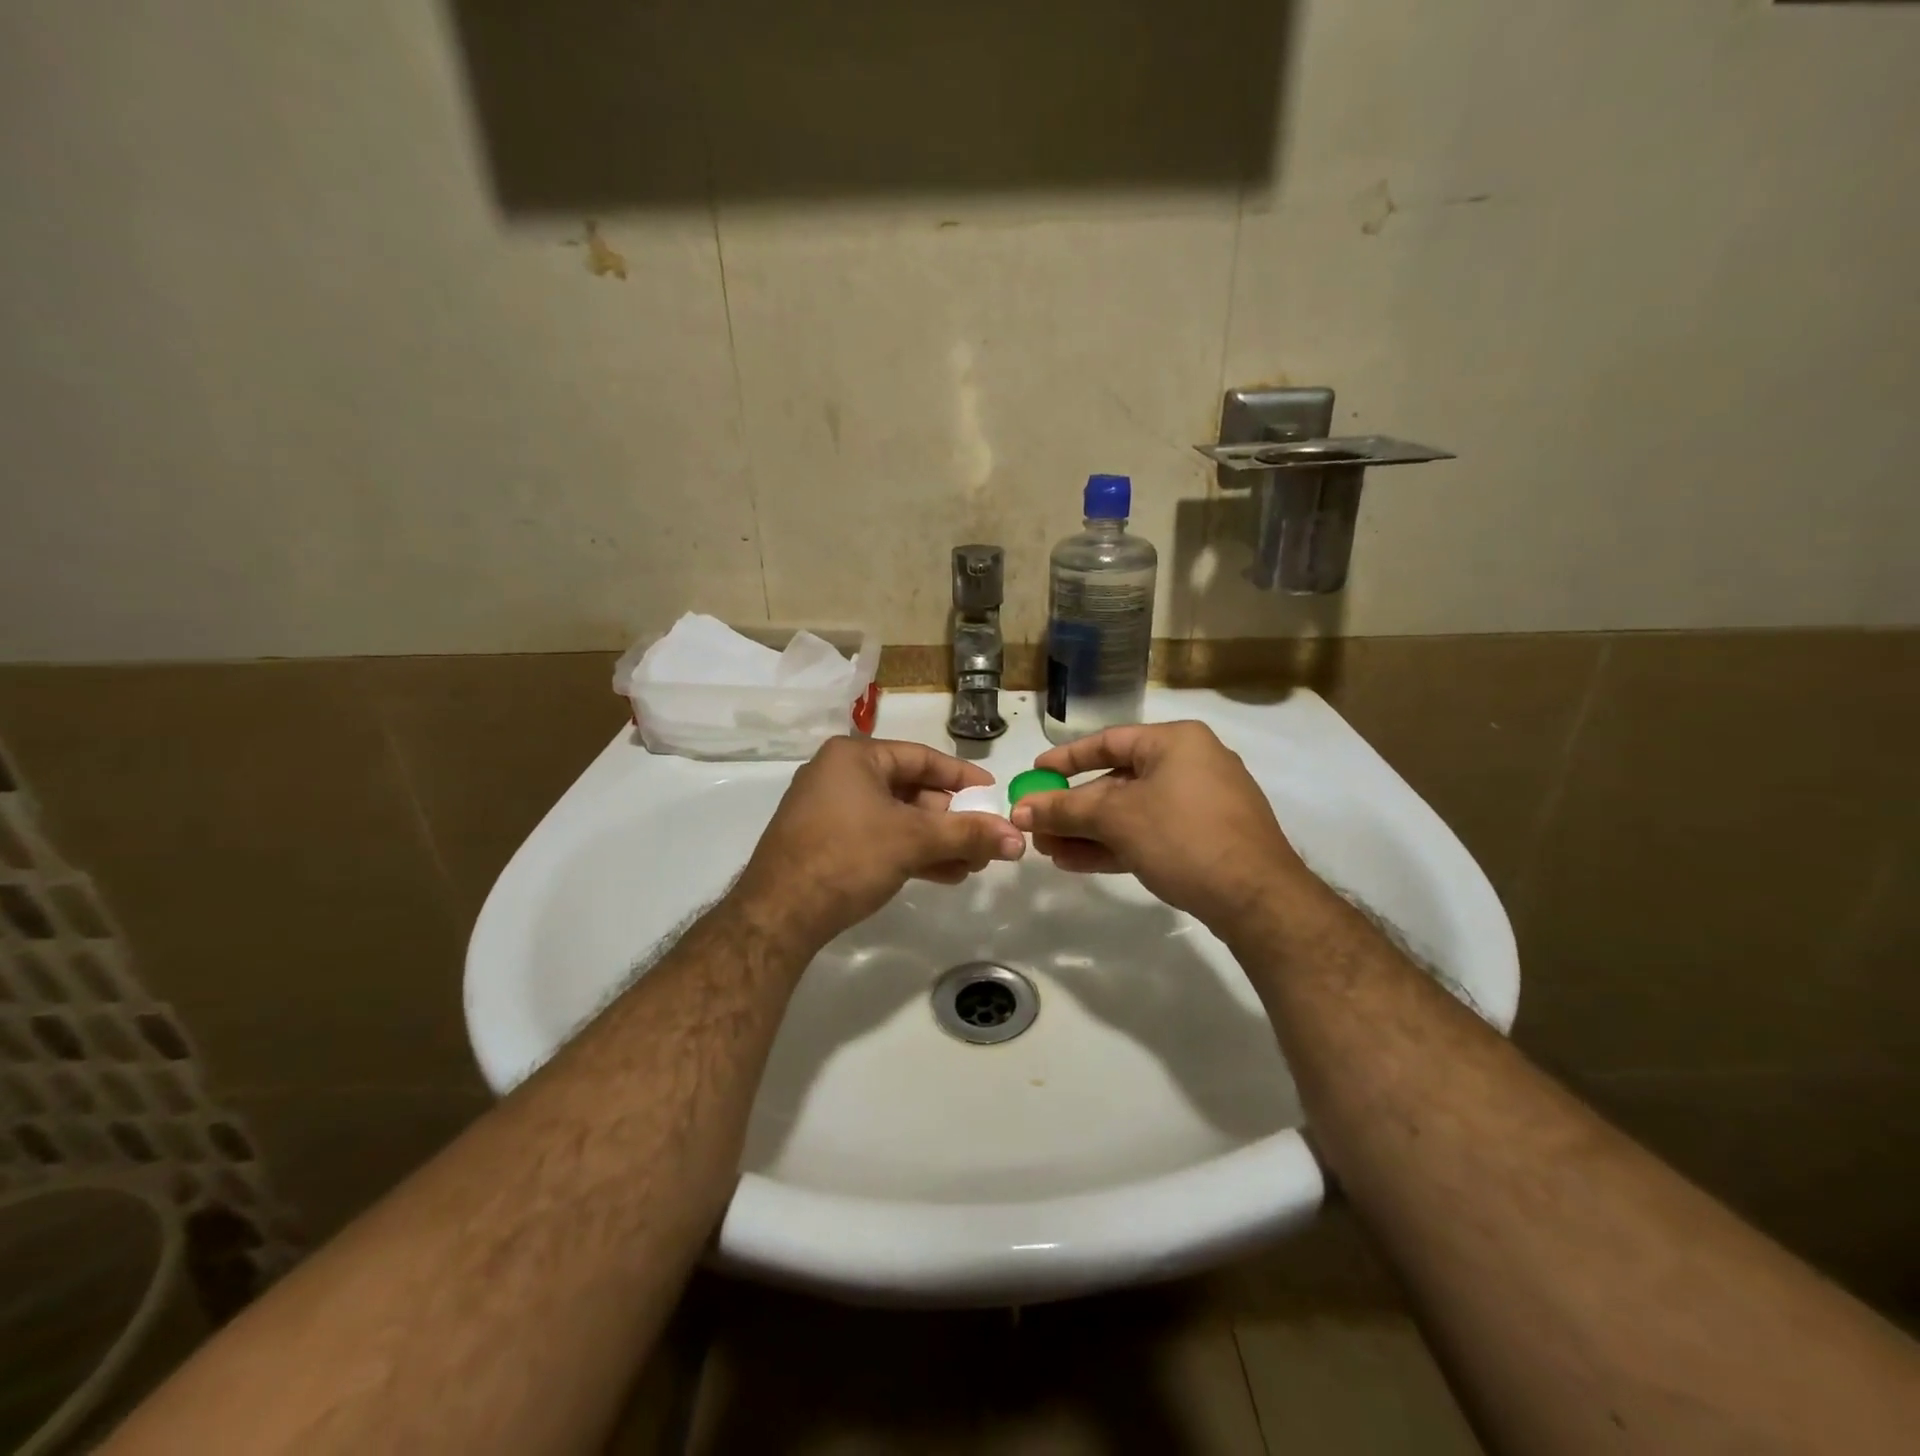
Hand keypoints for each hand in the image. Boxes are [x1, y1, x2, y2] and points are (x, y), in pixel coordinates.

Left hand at [734, 736, 1025, 947]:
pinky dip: (911, 852)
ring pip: (897, 818)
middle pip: (911, 790)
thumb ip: (967, 835)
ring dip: (936, 841)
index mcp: (855, 757)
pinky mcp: (826, 842)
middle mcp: (840, 775)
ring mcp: (830, 810)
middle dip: (951, 819)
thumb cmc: (847, 857)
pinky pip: (879, 837)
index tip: (993, 795)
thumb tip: (1018, 839)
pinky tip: (944, 874)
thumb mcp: (913, 840)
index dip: (962, 778)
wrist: (778, 915)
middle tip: (985, 840)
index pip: (922, 758)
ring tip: (972, 865)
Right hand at [1008, 721, 1318, 928]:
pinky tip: (1077, 862)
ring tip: (1047, 850)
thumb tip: (1020, 810)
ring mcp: (1200, 804)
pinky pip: (1150, 833)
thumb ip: (1065, 810)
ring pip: (1131, 812)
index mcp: (1175, 742)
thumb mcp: (1117, 818)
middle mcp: (1190, 764)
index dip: (1066, 759)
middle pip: (1117, 781)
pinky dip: (1115, 844)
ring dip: (1088, 831)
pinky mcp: (1204, 840)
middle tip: (1036, 826)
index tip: (1035, 774)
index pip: (1108, 741)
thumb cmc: (1184, 837)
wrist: (1257, 899)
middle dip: (1073, 807)